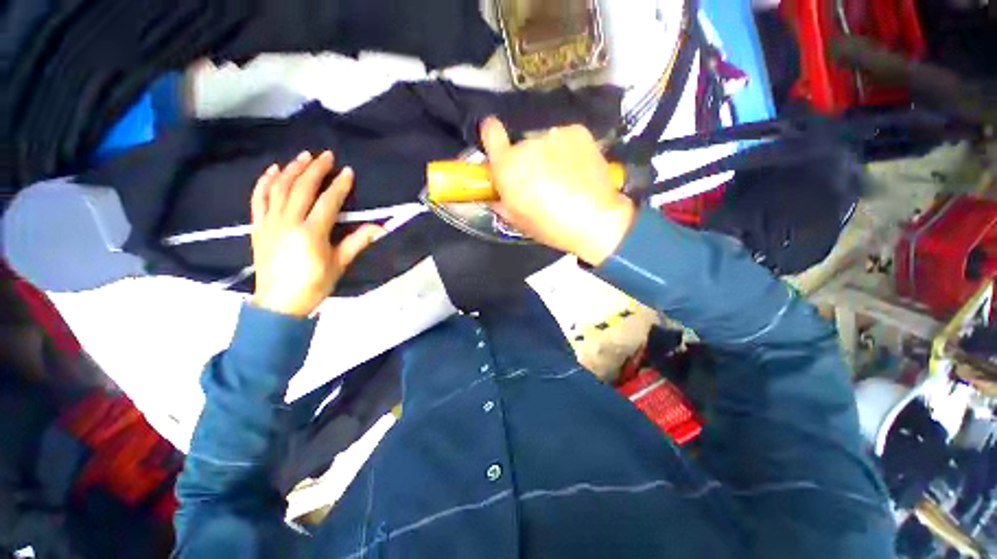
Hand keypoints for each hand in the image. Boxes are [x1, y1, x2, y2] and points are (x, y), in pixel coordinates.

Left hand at [250, 151, 382, 316]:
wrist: (279, 303)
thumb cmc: (314, 284)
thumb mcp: (340, 264)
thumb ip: (357, 242)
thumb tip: (380, 228)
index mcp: (311, 233)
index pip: (328, 202)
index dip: (340, 185)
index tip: (348, 172)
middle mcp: (288, 222)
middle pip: (302, 188)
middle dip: (316, 169)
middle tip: (326, 155)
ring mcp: (270, 222)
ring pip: (279, 188)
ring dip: (292, 169)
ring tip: (303, 156)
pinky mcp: (258, 226)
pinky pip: (258, 199)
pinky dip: (264, 182)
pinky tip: (273, 170)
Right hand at [481, 118, 634, 265]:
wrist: (595, 219)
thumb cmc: (550, 225)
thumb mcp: (517, 220)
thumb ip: (500, 201)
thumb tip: (496, 195)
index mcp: (508, 167)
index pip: (490, 132)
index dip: (490, 134)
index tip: (496, 140)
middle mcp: (528, 144)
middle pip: (521, 147)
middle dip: (526, 161)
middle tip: (540, 182)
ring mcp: (554, 135)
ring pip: (544, 143)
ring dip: (548, 155)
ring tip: (563, 179)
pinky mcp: (578, 131)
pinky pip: (564, 139)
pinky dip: (567, 151)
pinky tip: (577, 170)